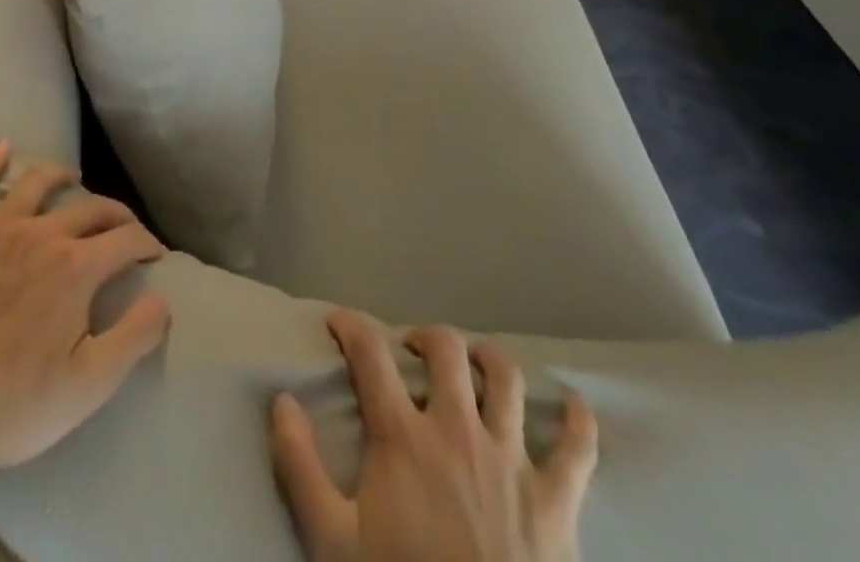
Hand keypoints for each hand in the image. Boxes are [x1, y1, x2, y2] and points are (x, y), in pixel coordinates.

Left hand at [0, 140, 171, 467]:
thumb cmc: (14, 402)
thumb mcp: (89, 385)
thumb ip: (134, 337)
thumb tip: (163, 299)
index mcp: (77, 267)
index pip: (126, 240)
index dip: (146, 244)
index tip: (154, 254)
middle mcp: (43, 233)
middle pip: (90, 208)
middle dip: (115, 214)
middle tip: (123, 226)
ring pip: (37, 182)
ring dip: (61, 175)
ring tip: (72, 177)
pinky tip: (1, 147)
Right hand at [271, 310, 596, 561]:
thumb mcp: (333, 543)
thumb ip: (300, 468)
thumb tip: (281, 400)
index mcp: (404, 437)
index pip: (370, 354)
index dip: (351, 325)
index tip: (338, 321)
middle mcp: (458, 430)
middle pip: (446, 349)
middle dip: (424, 337)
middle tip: (411, 351)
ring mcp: (512, 461)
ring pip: (507, 378)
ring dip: (488, 359)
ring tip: (475, 362)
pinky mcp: (557, 502)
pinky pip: (578, 449)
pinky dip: (578, 423)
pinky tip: (574, 407)